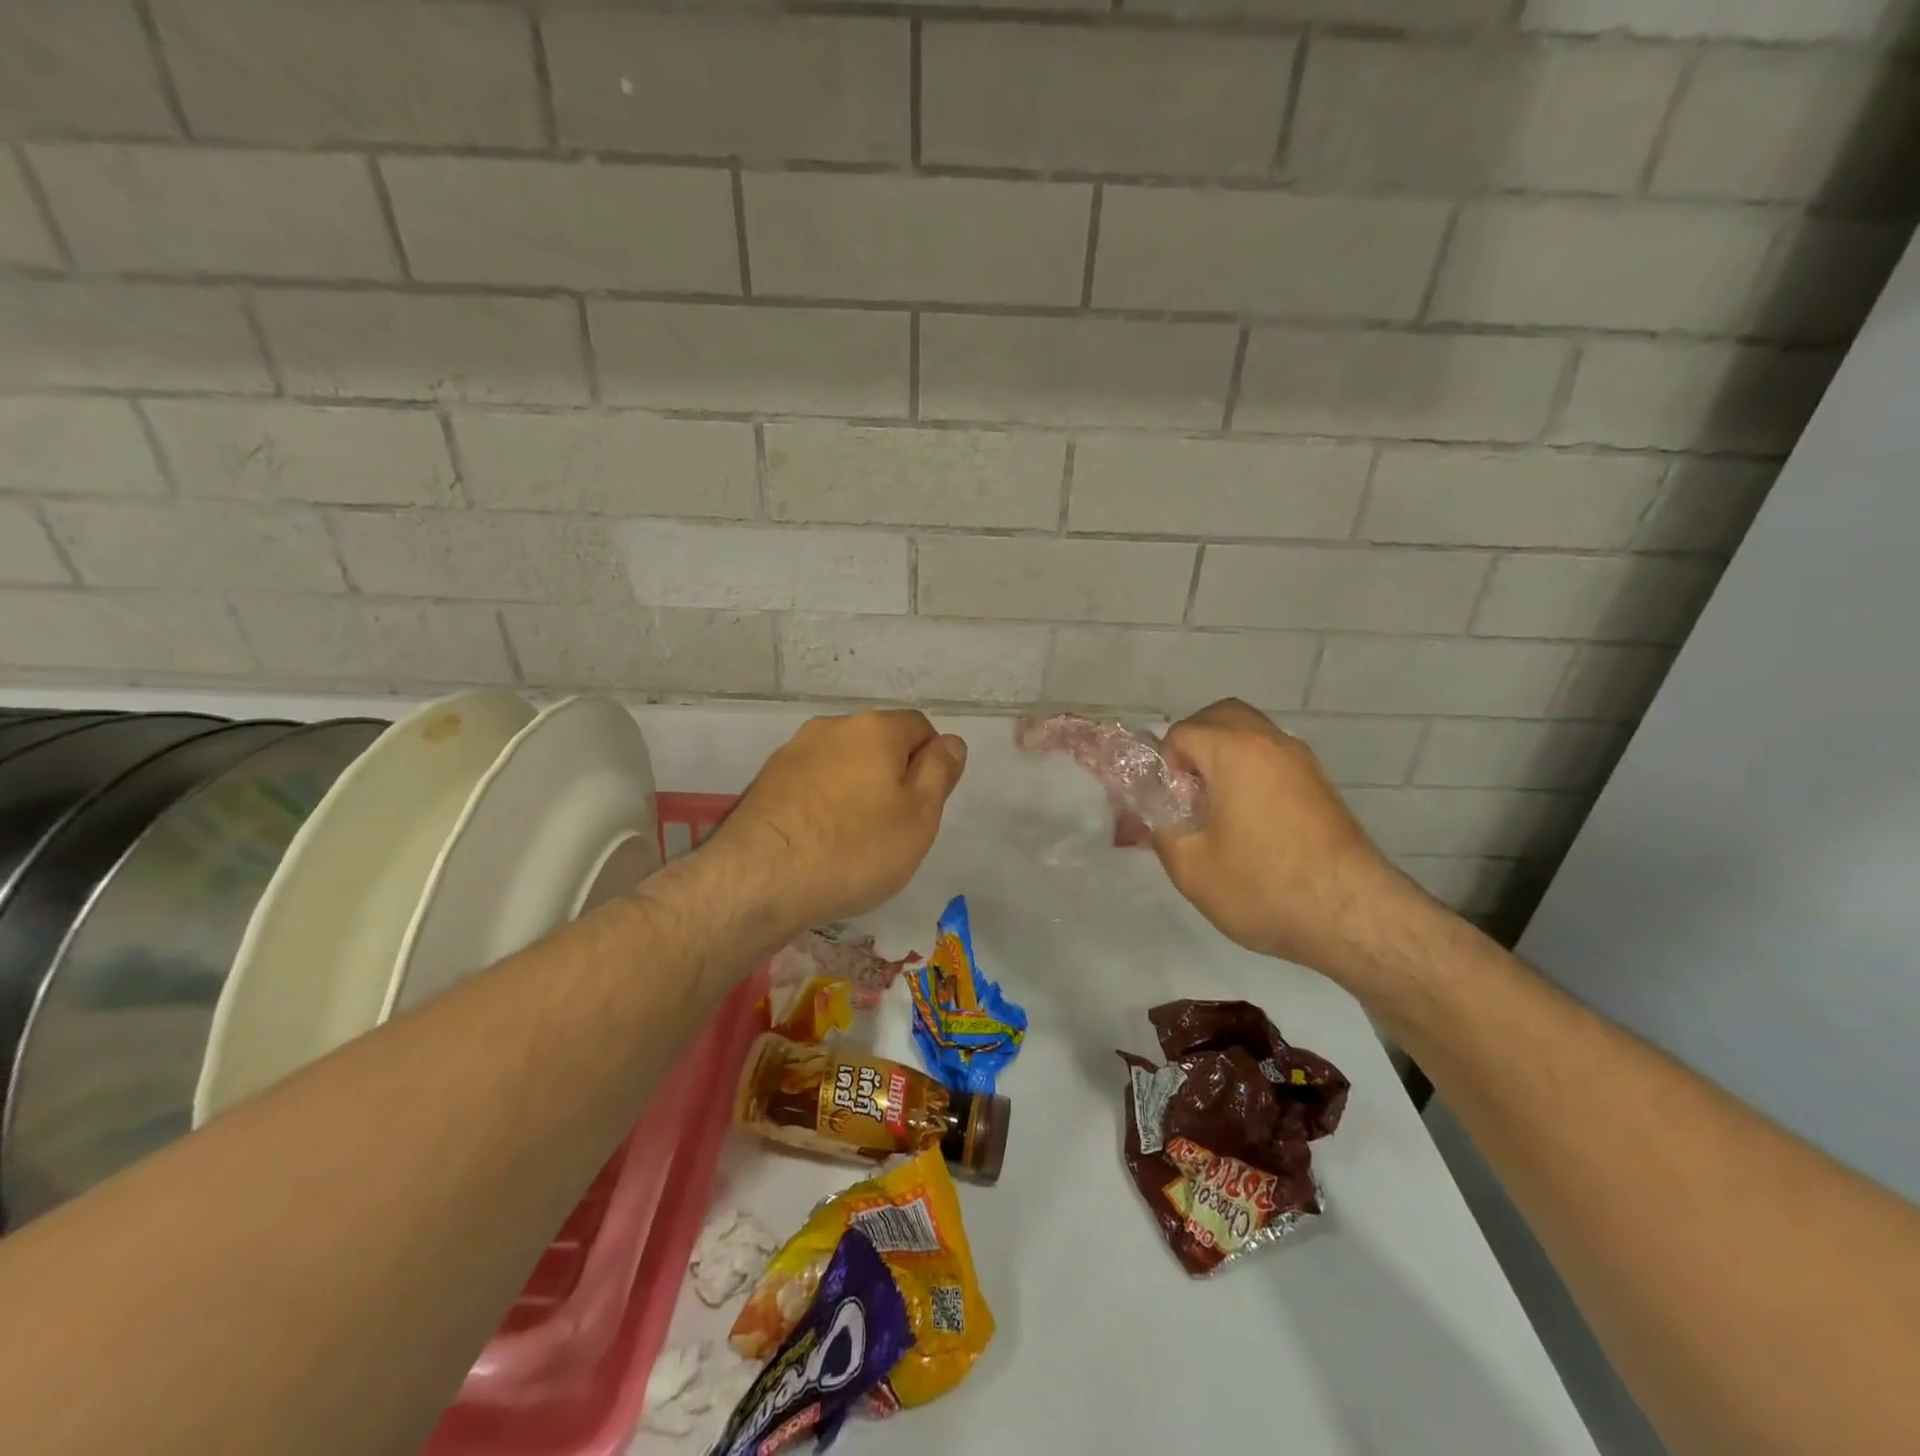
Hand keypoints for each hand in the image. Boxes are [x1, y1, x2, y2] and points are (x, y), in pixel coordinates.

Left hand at [710, 710, 966, 933]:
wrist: (758, 880)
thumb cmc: (854, 848)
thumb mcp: (919, 816)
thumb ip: (940, 772)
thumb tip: (951, 742)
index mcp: (874, 728)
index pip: (919, 727)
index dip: (932, 762)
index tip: (926, 805)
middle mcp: (831, 728)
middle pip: (877, 743)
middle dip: (892, 776)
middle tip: (895, 827)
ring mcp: (792, 753)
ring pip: (842, 764)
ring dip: (855, 790)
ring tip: (854, 840)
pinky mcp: (765, 783)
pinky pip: (811, 785)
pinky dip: (823, 805)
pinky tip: (820, 843)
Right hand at [1154, 699, 1432, 986]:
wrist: (1353, 917)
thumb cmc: (1263, 886)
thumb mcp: (1190, 867)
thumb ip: (1162, 830)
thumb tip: (1162, 815)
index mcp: (1235, 751)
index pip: (1181, 733)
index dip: (1164, 767)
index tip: (1170, 806)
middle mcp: (1271, 743)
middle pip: (1221, 717)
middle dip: (1193, 745)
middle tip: (1185, 792)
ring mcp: (1302, 762)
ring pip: (1251, 734)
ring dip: (1224, 756)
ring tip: (1215, 807)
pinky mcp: (1320, 785)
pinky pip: (1272, 758)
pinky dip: (1251, 771)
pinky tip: (1248, 820)